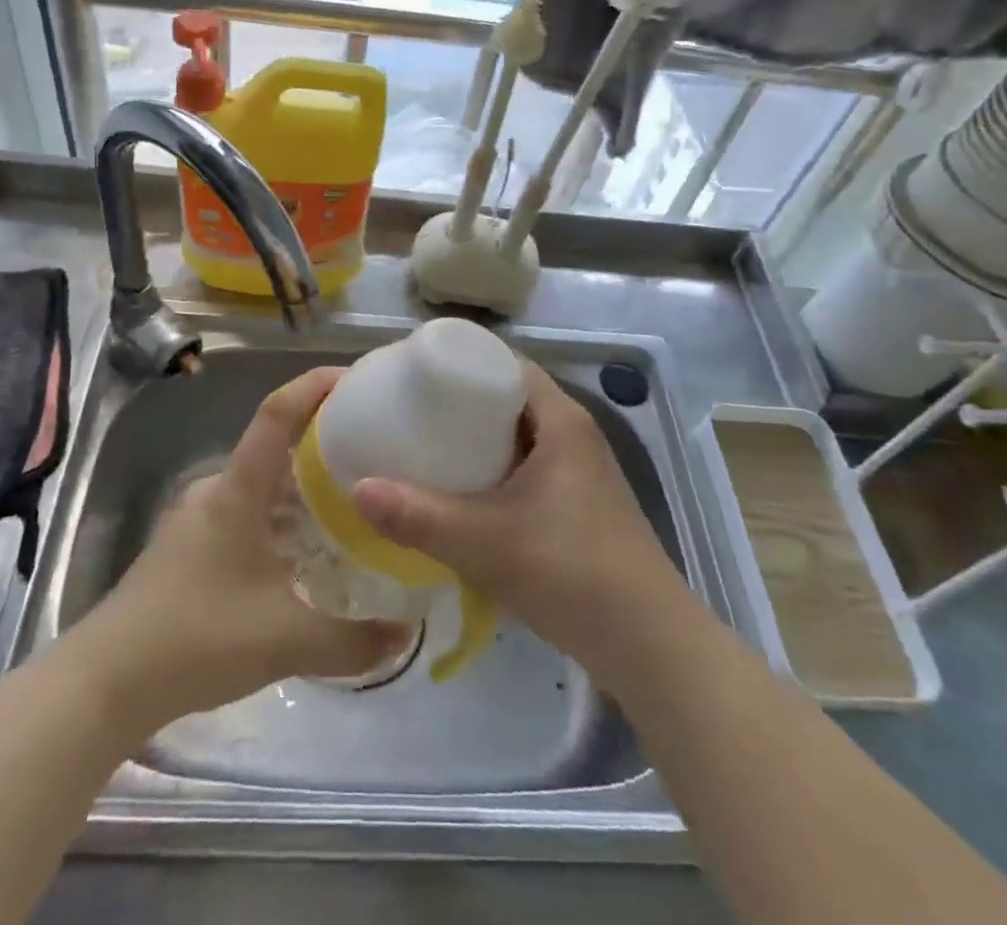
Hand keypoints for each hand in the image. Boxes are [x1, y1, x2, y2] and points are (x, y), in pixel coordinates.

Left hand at [75, 367, 410, 735]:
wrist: (107, 681)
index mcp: (238, 490)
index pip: (277, 414)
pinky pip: (246, 518)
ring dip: (302, 495)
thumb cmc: (198, 636)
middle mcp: (217, 492)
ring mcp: (197, 520)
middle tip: (373, 462)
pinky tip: (303, 561)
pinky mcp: (188, 549)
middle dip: (323, 451)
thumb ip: (353, 640)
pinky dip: (280, 525)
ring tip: (350, 513)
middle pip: (276, 452)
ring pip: (261, 490)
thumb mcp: (285, 639)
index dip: (313, 387)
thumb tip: (407, 636)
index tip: (355, 379)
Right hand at [353, 360, 684, 687]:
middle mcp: (573, 435)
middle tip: (409, 412)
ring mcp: (579, 472)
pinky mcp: (578, 505)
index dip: (461, 361)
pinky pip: (526, 467)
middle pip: (508, 398)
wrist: (649, 645)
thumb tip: (357, 489)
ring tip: (424, 447)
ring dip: (476, 439)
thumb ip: (419, 517)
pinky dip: (493, 470)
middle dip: (459, 402)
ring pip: (517, 436)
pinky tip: (461, 495)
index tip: (414, 373)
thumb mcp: (485, 543)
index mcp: (560, 420)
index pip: (506, 364)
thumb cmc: (571, 572)